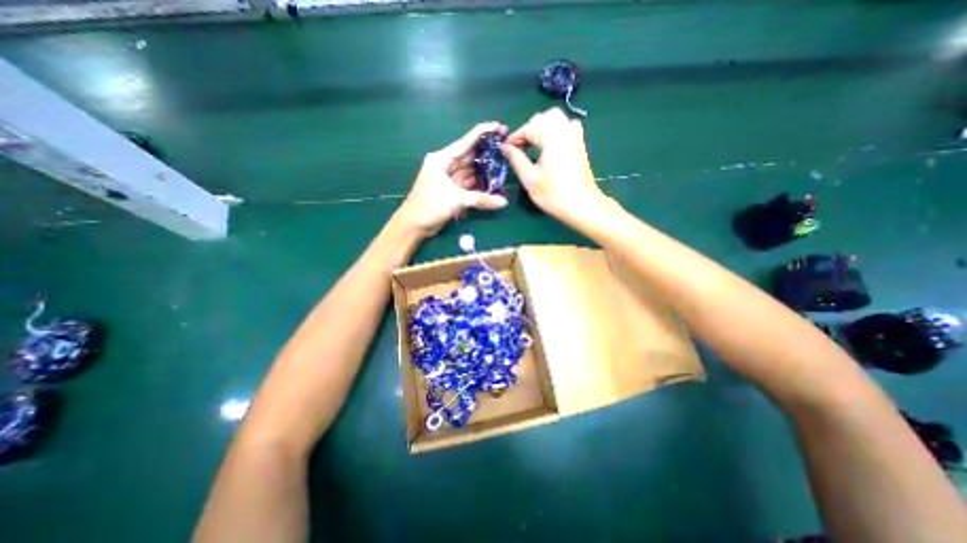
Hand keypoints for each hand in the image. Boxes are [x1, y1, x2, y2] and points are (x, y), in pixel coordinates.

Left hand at [395, 122, 507, 237]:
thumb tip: (504, 202)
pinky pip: (468, 184)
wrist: (413, 225)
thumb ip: (481, 199)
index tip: (499, 126)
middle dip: (487, 153)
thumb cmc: (430, 206)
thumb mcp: (456, 200)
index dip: (483, 133)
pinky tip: (492, 182)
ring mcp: (449, 178)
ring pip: (470, 171)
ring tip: (503, 165)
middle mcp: (446, 165)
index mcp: (442, 159)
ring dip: (484, 170)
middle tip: (506, 148)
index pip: (465, 142)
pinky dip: (479, 184)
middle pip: (470, 156)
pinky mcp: (451, 190)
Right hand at [498, 108, 600, 226]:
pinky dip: (554, 131)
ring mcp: (575, 135)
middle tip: (520, 148)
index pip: (528, 127)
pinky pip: (565, 127)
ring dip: (541, 129)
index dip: (514, 138)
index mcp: (551, 136)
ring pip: (555, 120)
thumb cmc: (553, 194)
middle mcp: (565, 129)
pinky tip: (549, 146)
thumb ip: (516, 159)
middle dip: (528, 130)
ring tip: (532, 147)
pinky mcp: (580, 143)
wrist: (582, 205)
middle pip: (543, 118)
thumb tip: (504, 147)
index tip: (504, 150)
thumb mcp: (529, 178)